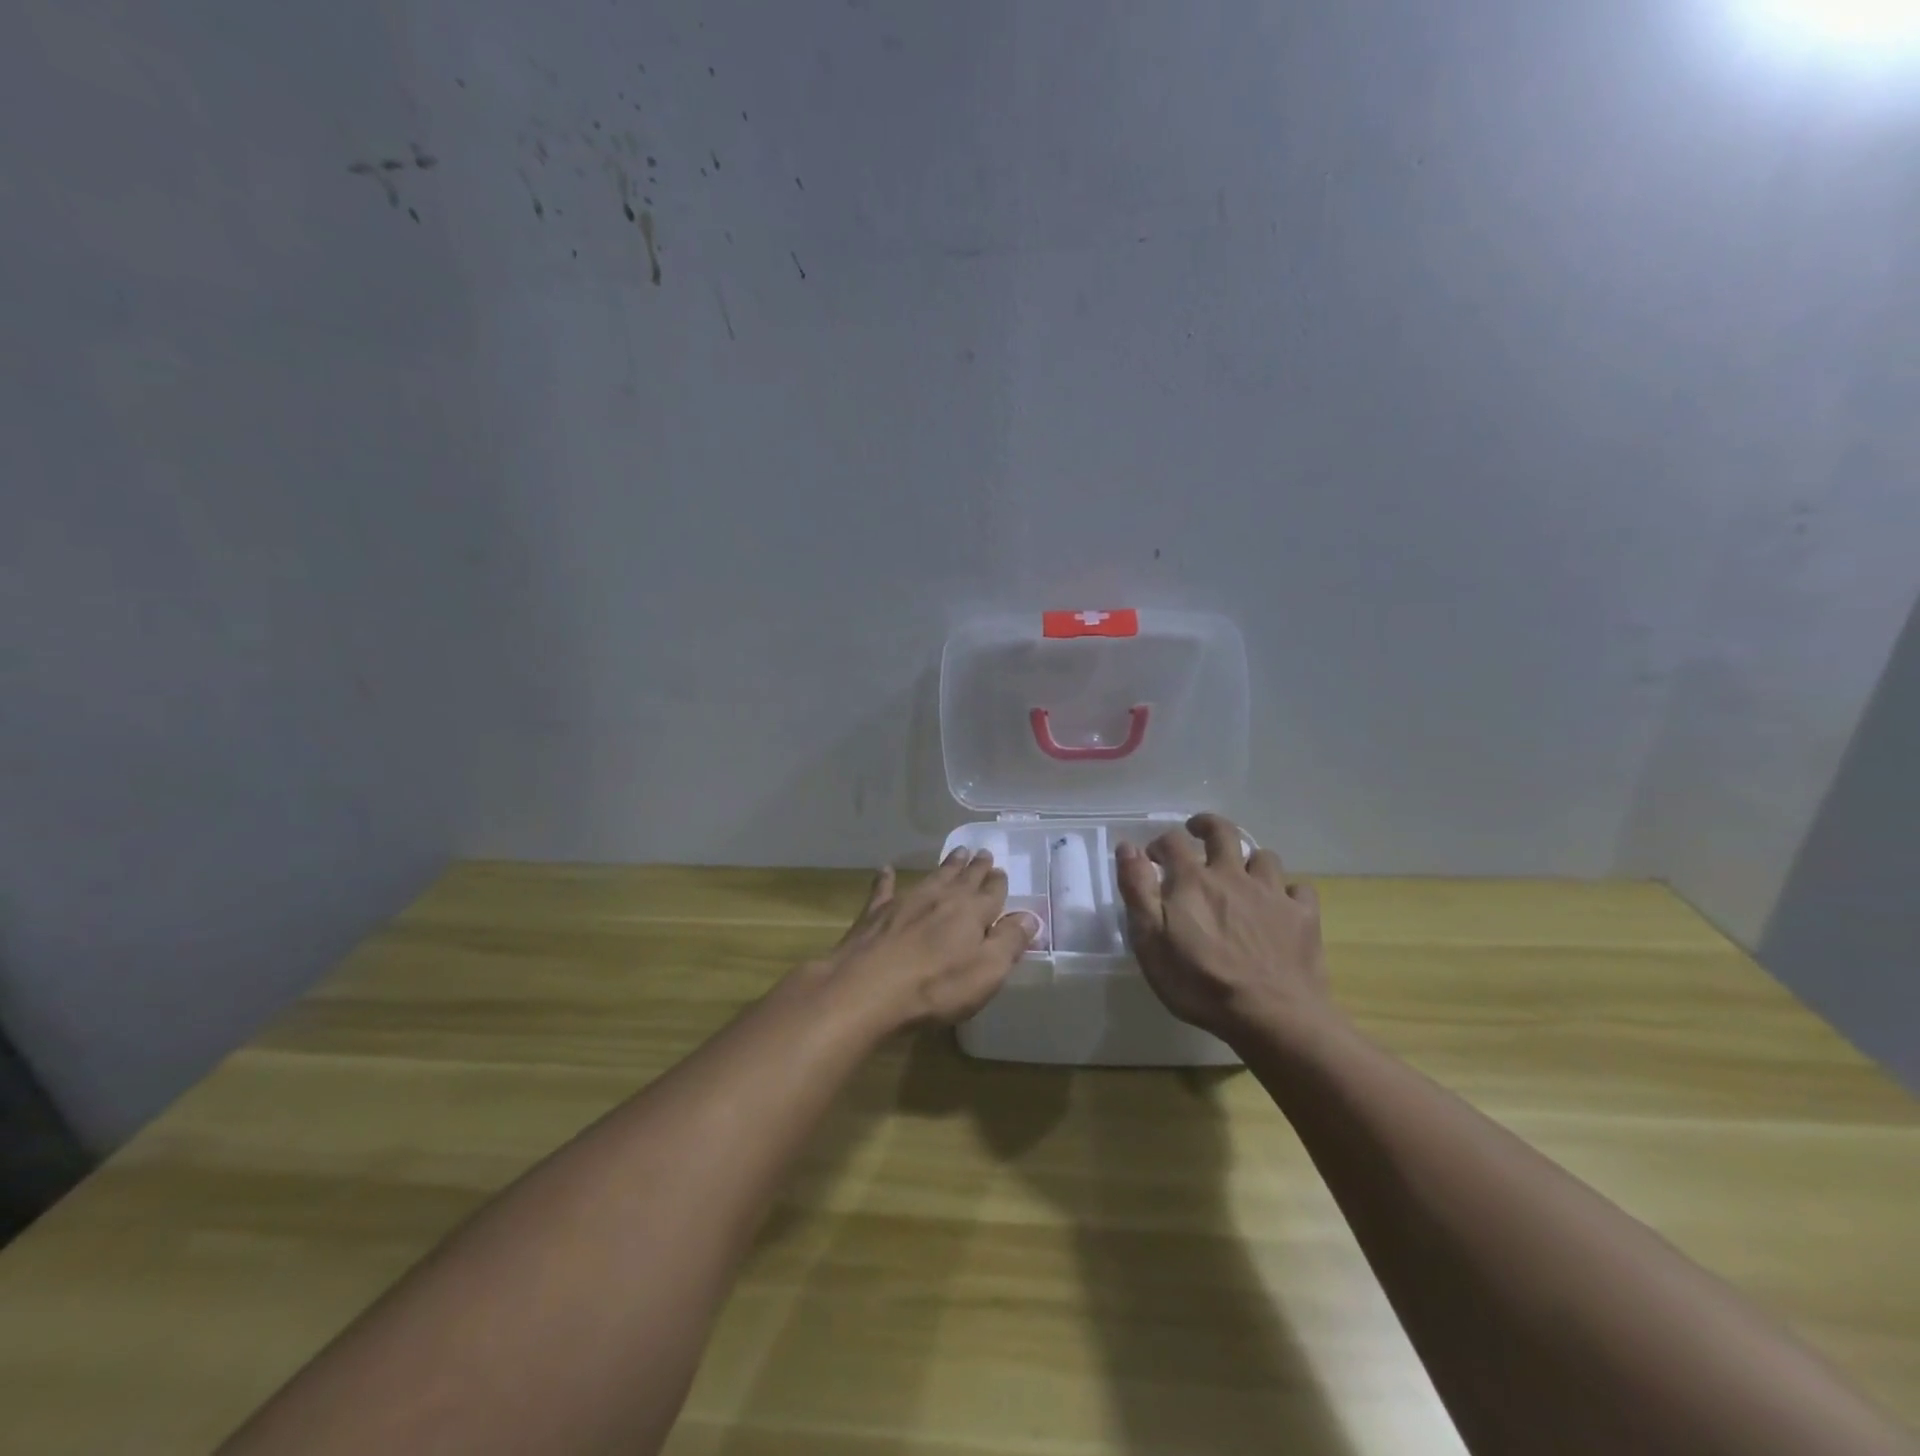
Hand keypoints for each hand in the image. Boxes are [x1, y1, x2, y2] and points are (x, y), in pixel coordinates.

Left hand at [815, 849, 1039, 1032]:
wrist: (867, 988)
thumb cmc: (936, 986)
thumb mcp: (986, 972)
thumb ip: (1009, 942)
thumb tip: (1030, 917)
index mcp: (972, 912)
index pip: (992, 893)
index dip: (998, 883)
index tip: (1001, 871)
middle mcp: (941, 898)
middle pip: (964, 879)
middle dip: (976, 867)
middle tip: (982, 852)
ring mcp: (906, 902)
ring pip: (932, 877)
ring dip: (946, 866)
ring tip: (956, 853)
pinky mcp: (875, 914)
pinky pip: (884, 890)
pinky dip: (886, 879)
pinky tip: (885, 870)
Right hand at [1115, 814, 1333, 1045]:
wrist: (1272, 1017)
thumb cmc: (1200, 983)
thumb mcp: (1150, 940)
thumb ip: (1137, 890)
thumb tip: (1127, 847)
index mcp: (1193, 879)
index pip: (1172, 841)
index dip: (1160, 844)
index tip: (1153, 858)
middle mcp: (1233, 875)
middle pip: (1223, 832)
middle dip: (1207, 826)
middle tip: (1198, 832)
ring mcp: (1272, 893)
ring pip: (1264, 857)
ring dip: (1249, 860)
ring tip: (1242, 874)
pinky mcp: (1303, 916)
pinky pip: (1298, 890)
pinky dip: (1288, 892)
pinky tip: (1282, 906)